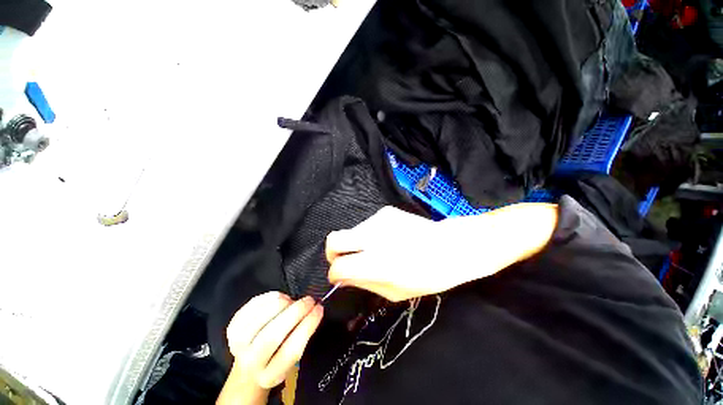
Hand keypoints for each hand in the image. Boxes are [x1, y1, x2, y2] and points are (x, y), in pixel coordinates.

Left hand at [217, 292, 323, 404]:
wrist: (251, 363)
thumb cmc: (278, 355)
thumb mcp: (293, 355)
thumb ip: (303, 335)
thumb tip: (315, 308)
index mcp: (271, 374)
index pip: (291, 351)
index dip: (308, 326)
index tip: (319, 308)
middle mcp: (252, 364)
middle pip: (272, 335)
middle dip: (296, 311)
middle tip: (309, 300)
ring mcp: (238, 345)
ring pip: (261, 318)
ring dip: (282, 303)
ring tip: (291, 300)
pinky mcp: (232, 328)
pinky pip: (251, 306)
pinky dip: (269, 297)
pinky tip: (279, 297)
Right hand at [325, 204, 557, 301]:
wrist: (451, 246)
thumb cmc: (427, 275)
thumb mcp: (395, 291)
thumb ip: (364, 282)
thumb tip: (342, 277)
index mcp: (376, 262)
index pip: (338, 266)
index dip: (334, 274)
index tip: (339, 277)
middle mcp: (372, 237)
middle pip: (334, 239)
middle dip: (332, 252)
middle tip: (343, 260)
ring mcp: (378, 220)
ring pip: (351, 231)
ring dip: (355, 243)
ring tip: (375, 250)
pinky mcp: (385, 211)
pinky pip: (367, 225)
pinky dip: (369, 234)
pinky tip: (387, 239)